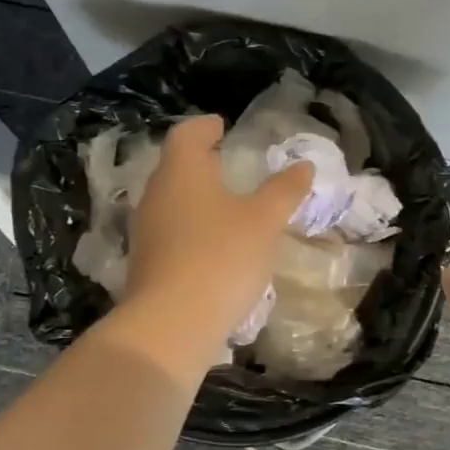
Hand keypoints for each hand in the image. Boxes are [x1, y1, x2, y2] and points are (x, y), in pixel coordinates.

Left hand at [114, 115, 313, 371]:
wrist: (172, 323)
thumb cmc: (221, 256)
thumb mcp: (264, 221)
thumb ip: (284, 190)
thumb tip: (303, 166)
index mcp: (181, 170)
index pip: (187, 134)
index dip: (205, 127)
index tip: (222, 126)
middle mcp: (156, 193)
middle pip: (175, 167)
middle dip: (201, 163)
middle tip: (228, 163)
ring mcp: (146, 230)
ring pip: (172, 201)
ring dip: (196, 198)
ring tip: (226, 206)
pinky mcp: (146, 262)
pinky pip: (171, 232)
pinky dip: (192, 229)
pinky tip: (214, 245)